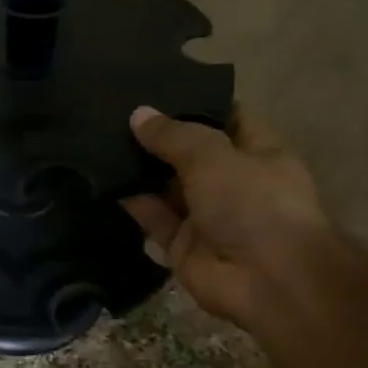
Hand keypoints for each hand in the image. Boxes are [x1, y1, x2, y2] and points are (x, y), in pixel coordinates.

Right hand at [122, 106, 331, 325]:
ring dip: (140, 168)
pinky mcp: (182, 245)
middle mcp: (233, 183)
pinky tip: (104, 179)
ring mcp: (207, 216)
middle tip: (115, 111)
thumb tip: (139, 114)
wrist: (266, 280)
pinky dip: (133, 202)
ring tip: (101, 139)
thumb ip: (173, 135)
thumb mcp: (213, 155)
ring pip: (167, 186)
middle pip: (191, 154)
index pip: (228, 118)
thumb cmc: (253, 202)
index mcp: (259, 154)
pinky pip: (153, 218)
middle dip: (158, 136)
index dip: (197, 103)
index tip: (158, 87)